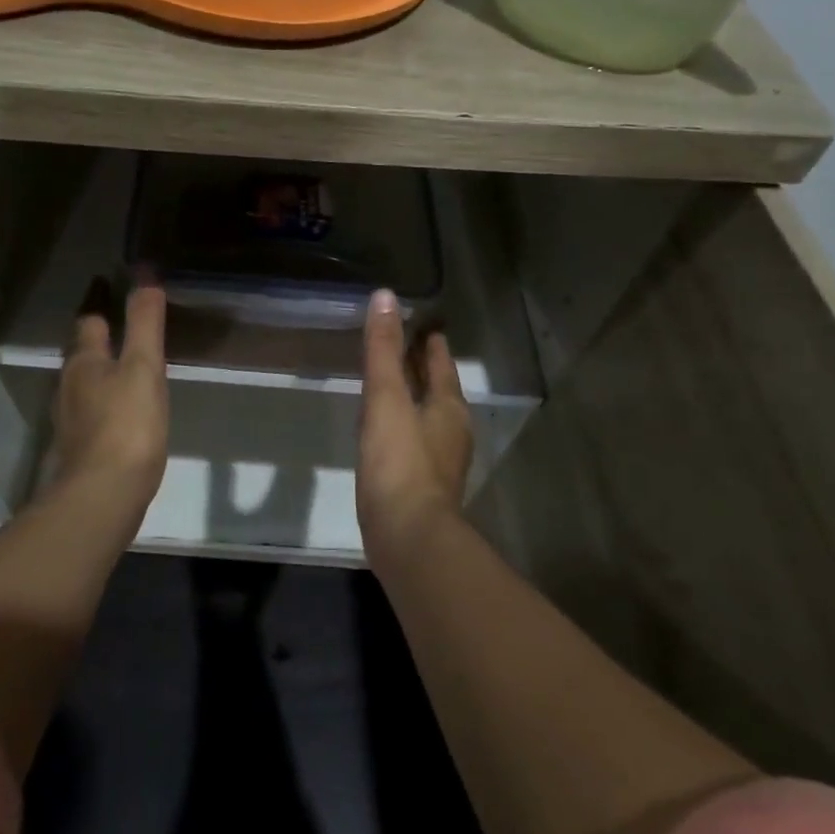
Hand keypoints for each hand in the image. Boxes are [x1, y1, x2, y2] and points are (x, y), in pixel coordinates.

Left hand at [48, 276, 169, 515]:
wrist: (102, 496)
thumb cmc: (127, 425)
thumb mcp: (144, 367)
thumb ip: (144, 322)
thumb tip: (144, 274)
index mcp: (84, 362)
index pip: (89, 320)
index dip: (100, 301)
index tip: (107, 283)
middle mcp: (69, 386)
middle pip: (82, 353)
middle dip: (98, 337)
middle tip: (122, 324)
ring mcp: (70, 420)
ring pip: (84, 383)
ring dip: (100, 370)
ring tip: (125, 365)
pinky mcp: (79, 448)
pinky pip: (91, 411)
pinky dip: (104, 401)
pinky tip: (121, 411)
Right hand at [358, 288, 471, 565]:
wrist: (408, 537)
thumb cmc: (399, 463)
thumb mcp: (387, 399)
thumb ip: (383, 350)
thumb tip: (385, 296)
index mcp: (448, 406)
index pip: (441, 363)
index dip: (432, 342)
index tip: (424, 323)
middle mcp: (451, 431)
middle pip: (439, 389)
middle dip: (425, 367)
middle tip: (406, 346)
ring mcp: (440, 461)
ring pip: (429, 416)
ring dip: (415, 396)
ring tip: (394, 384)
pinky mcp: (423, 485)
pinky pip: (416, 441)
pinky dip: (405, 425)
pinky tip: (388, 431)